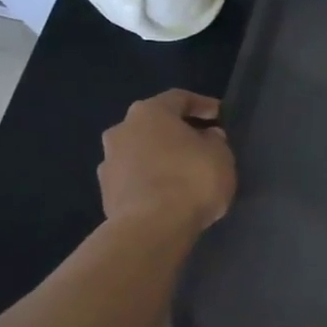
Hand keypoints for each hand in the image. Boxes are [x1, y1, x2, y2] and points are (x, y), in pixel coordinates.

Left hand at [97, 89, 235, 238]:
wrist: (151, 228)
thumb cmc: (191, 180)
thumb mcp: (220, 155)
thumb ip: (215, 140)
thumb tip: (206, 136)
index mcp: (149, 113)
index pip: (179, 98)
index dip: (202, 105)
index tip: (219, 115)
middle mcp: (122, 130)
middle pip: (154, 125)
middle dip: (177, 133)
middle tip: (201, 144)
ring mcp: (109, 162)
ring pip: (141, 152)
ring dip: (161, 158)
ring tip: (185, 174)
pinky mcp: (106, 193)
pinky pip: (135, 178)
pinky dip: (151, 181)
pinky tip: (169, 194)